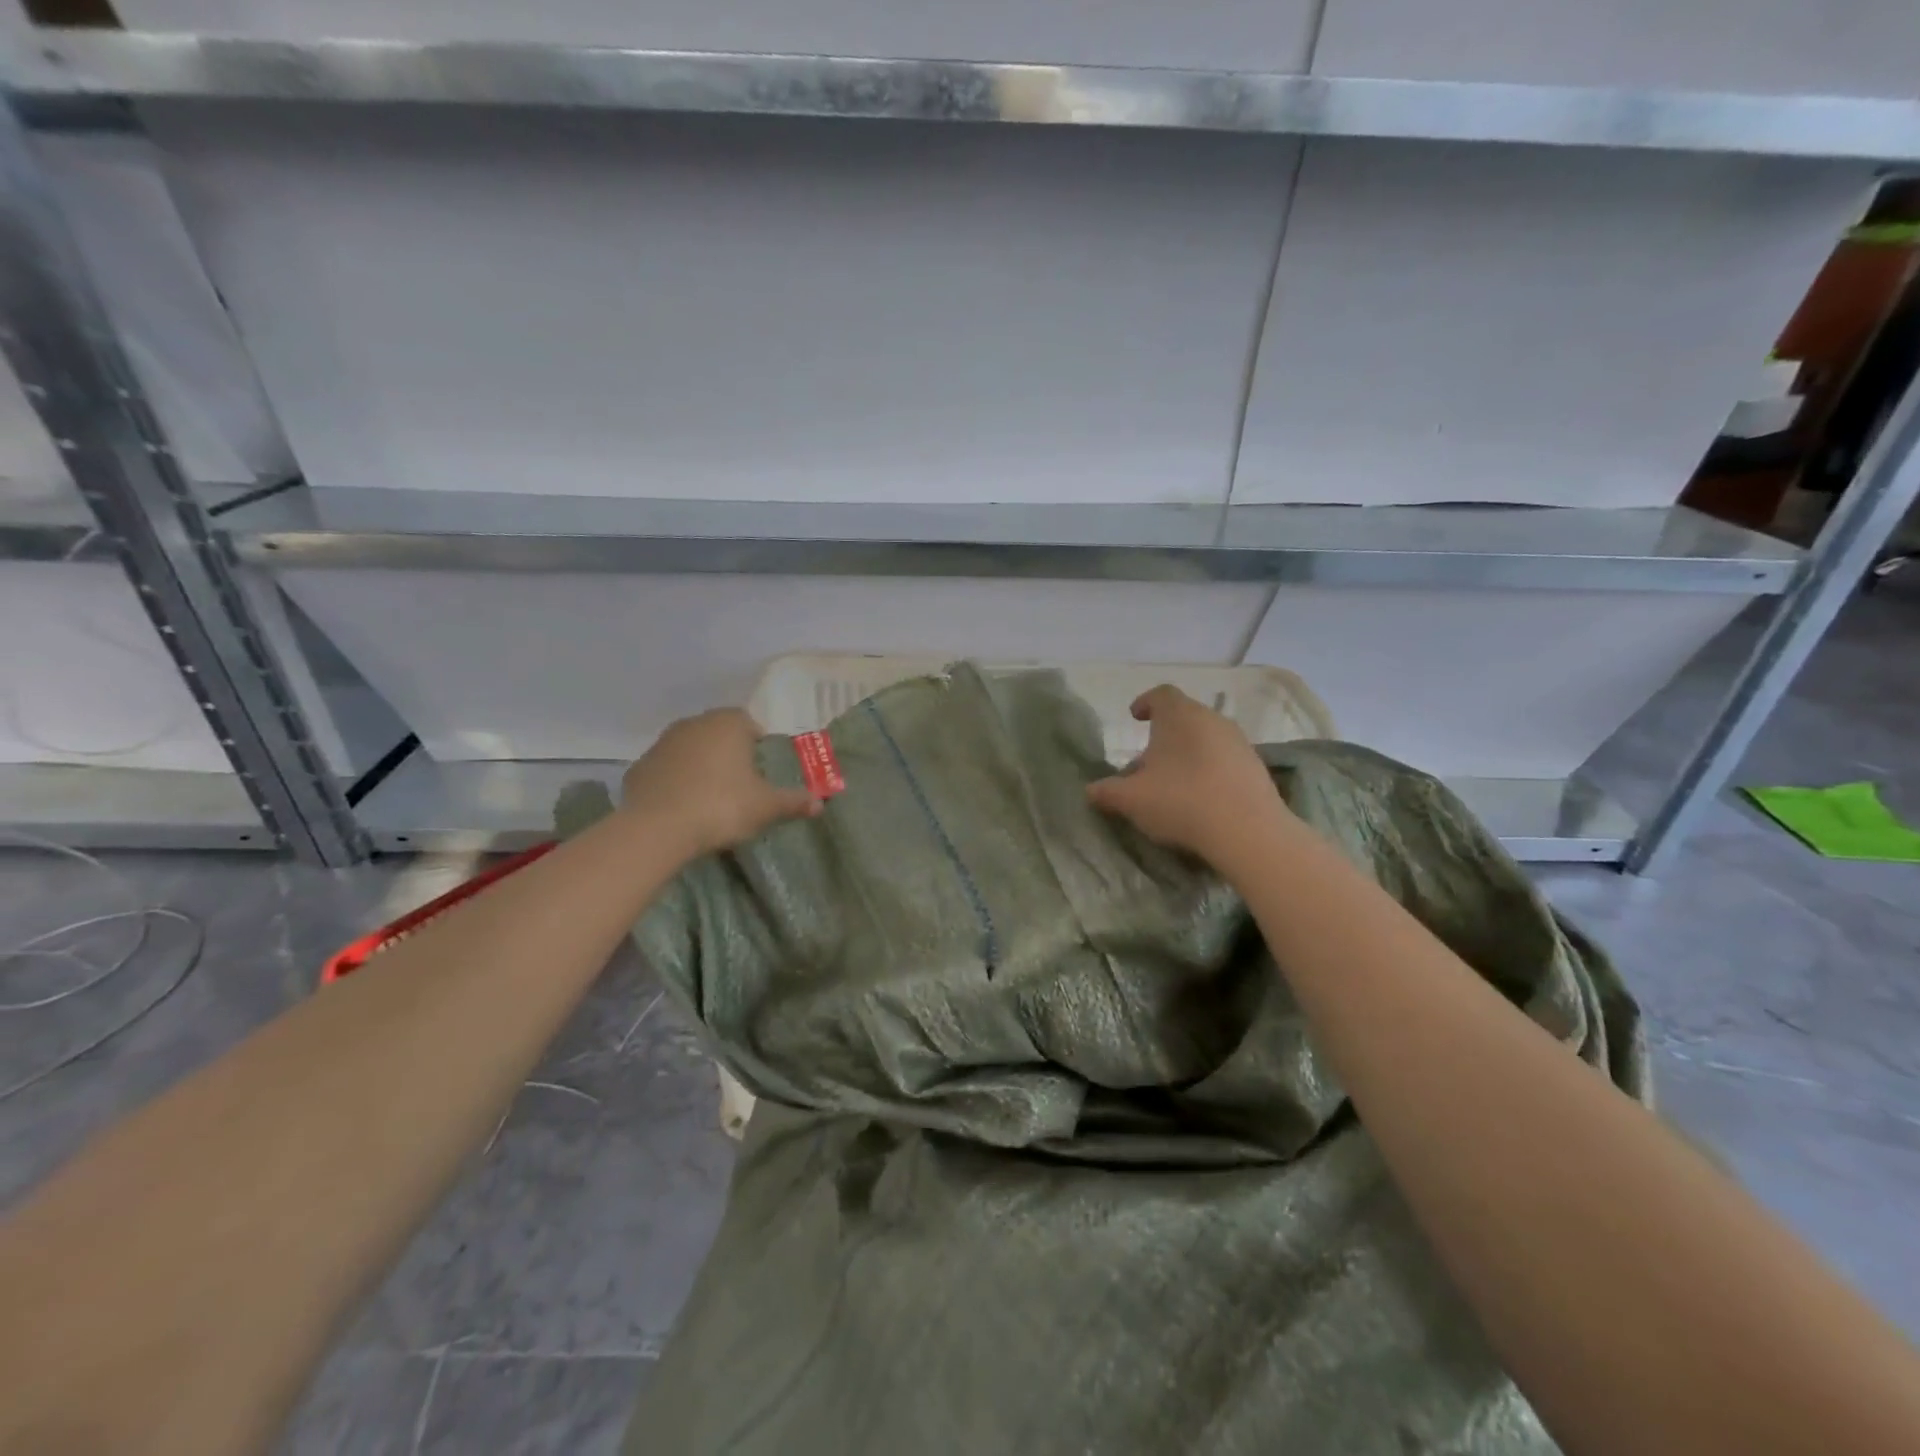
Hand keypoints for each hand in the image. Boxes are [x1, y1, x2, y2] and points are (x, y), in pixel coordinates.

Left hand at [621, 708, 820, 858]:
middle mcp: (694, 724)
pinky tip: (682, 808)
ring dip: (700, 767)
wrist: (658, 829)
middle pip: (719, 735)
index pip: (750, 725)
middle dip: (730, 756)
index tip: (763, 774)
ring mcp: (662, 744)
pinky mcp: (639, 767)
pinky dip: (675, 783)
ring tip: (711, 800)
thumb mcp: (766, 807)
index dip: (759, 748)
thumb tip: (820, 802)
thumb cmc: (722, 806)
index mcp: (728, 724)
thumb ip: (793, 801)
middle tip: (741, 788)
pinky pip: (666, 771)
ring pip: (690, 750)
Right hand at [1086, 685, 1291, 864]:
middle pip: (1183, 718)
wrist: (1247, 831)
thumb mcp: (1130, 800)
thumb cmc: (1180, 801)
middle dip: (1162, 736)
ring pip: (1205, 739)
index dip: (1145, 702)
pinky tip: (1200, 798)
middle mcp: (1211, 720)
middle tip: (1145, 763)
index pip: (1161, 694)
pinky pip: (1224, 760)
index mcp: (1179, 716)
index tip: (1134, 717)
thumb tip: (1090, 791)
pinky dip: (1208, 770)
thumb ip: (1107, 792)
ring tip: (1171, 784)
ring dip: (1186, 754)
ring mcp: (1239, 742)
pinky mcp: (1256, 767)